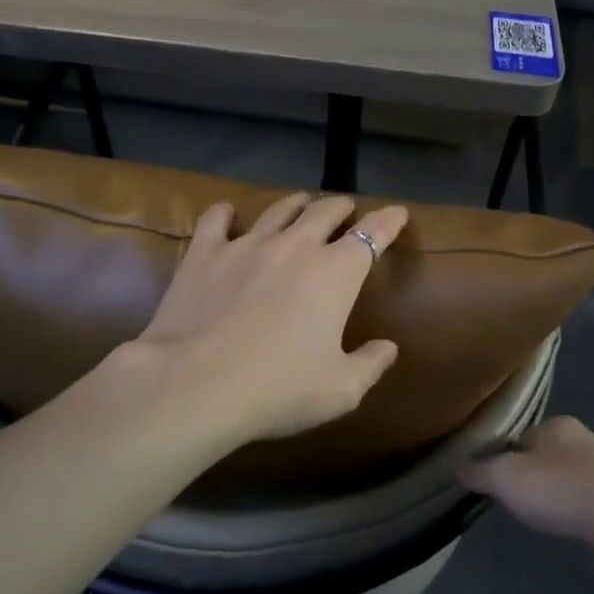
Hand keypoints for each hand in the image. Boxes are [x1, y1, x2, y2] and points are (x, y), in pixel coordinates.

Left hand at [131, 191, 409, 443]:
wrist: (196, 384)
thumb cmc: (279, 388)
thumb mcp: (341, 390)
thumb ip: (371, 364)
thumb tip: (388, 347)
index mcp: (336, 272)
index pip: (373, 234)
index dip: (389, 220)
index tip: (398, 213)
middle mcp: (296, 246)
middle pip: (326, 211)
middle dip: (342, 207)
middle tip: (346, 211)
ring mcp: (248, 244)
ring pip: (279, 209)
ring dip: (296, 204)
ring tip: (301, 203)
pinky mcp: (205, 252)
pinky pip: (217, 219)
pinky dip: (226, 213)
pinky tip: (227, 214)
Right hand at [458, 416, 593, 545]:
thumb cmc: (559, 489)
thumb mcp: (505, 477)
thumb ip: (479, 470)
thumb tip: (456, 465)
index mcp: (556, 425)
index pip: (518, 436)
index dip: (502, 458)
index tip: (493, 481)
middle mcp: (584, 440)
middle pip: (544, 457)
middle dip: (530, 478)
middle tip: (515, 503)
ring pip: (568, 481)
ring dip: (555, 497)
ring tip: (542, 520)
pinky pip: (589, 505)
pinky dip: (577, 515)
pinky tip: (571, 532)